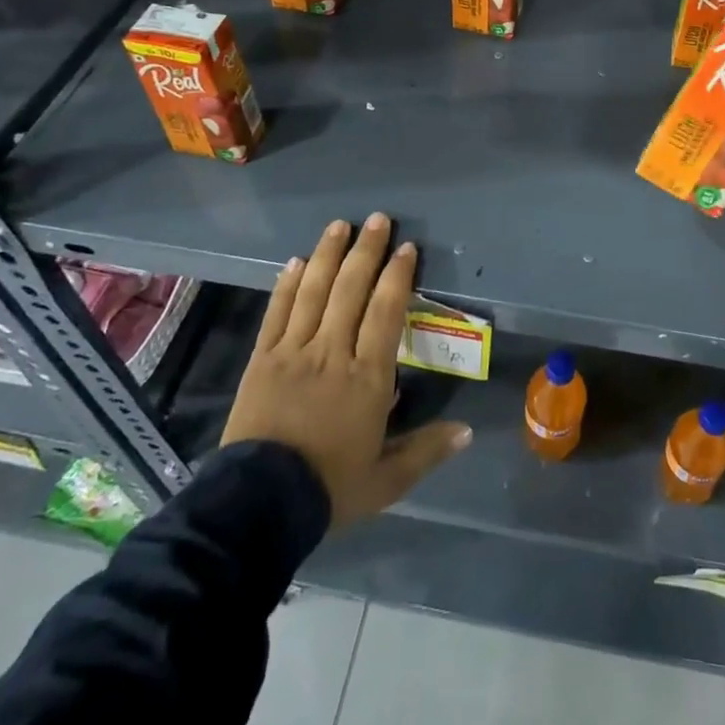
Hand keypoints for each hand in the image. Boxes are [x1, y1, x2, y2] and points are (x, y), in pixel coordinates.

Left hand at [221, 214, 471, 527]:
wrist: (257, 505)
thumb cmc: (329, 488)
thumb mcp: (386, 480)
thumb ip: (426, 450)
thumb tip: (467, 431)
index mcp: (368, 377)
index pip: (386, 312)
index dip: (398, 276)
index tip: (407, 248)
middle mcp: (333, 352)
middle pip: (351, 290)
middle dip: (366, 251)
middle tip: (378, 219)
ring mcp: (294, 351)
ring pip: (314, 291)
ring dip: (329, 254)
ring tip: (340, 225)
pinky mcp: (262, 359)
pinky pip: (277, 312)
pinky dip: (288, 284)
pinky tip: (296, 261)